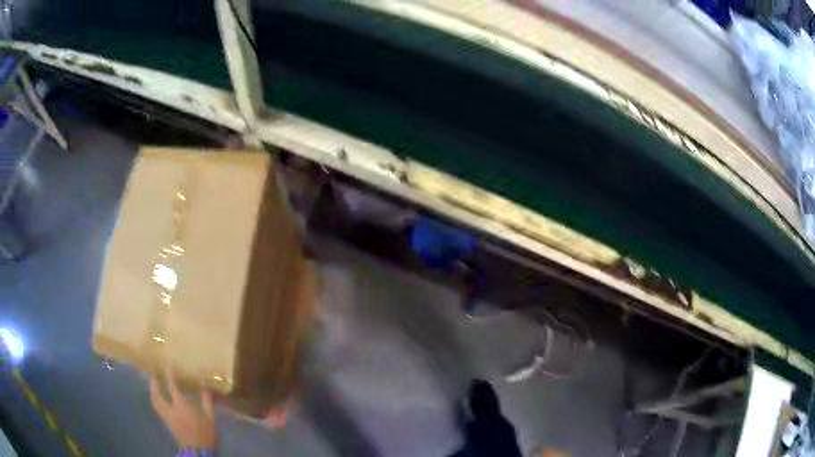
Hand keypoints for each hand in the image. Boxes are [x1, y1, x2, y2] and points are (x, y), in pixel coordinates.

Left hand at [149, 369, 216, 449]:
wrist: (198, 451)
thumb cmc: (205, 434)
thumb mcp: (210, 418)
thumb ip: (206, 401)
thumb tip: (205, 386)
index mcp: (181, 406)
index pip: (173, 387)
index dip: (170, 375)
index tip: (168, 364)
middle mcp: (170, 409)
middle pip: (157, 393)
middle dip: (153, 382)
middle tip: (152, 372)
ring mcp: (166, 417)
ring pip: (154, 401)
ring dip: (152, 391)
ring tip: (153, 384)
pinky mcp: (166, 423)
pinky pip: (157, 408)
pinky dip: (155, 400)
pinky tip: (158, 399)